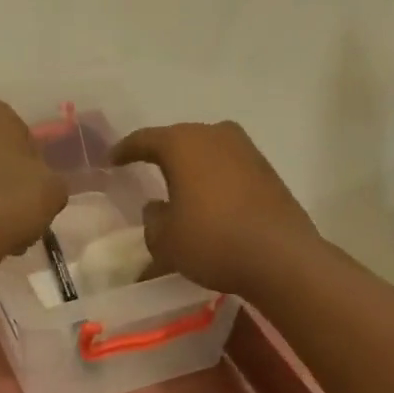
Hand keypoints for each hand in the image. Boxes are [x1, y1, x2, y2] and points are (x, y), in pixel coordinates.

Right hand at [111, 120, 317, 295]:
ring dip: (192, 165)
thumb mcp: (165, 240)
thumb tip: (157, 209)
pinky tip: (210, 198)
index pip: (144, 139)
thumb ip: (153, 221)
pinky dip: (215, 177)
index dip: (125, 150)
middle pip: (179, 139)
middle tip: (144, 167)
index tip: (112, 161)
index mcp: (182, 144)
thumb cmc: (212, 241)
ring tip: (179, 183)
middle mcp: (214, 135)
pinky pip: (229, 166)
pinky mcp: (267, 171)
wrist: (281, 257)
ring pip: (208, 150)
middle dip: (161, 153)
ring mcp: (246, 150)